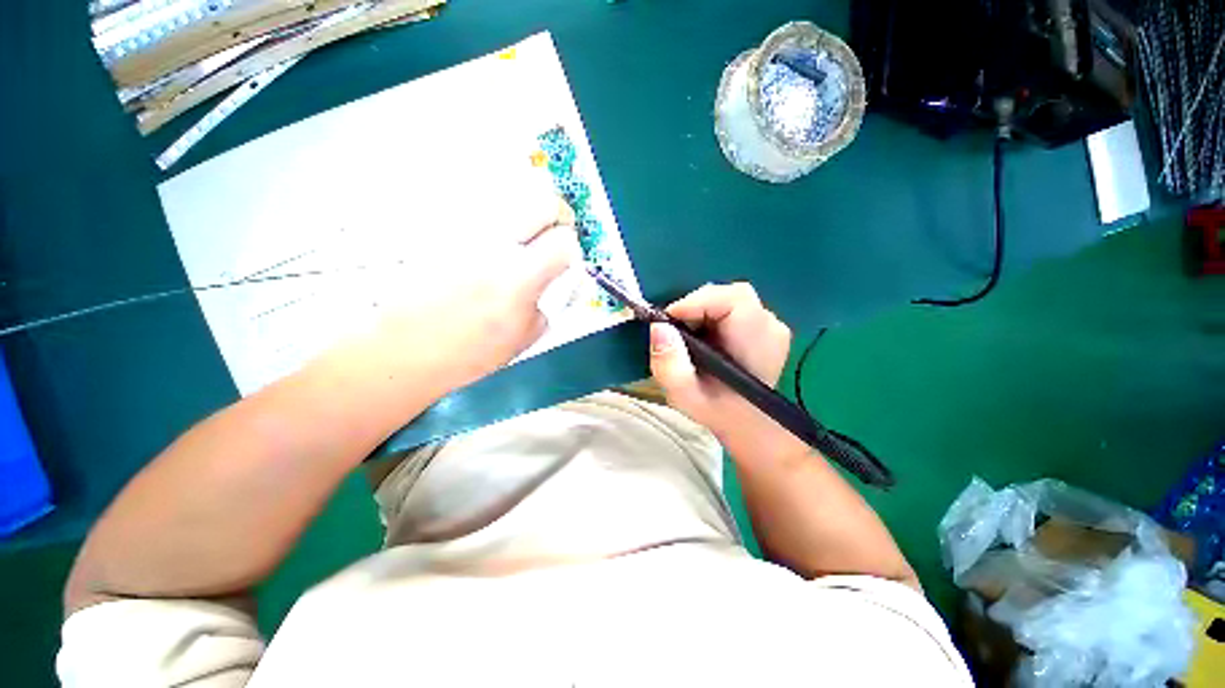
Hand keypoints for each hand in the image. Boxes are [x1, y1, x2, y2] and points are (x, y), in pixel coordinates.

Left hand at [338, 187, 579, 395]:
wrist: (405, 350)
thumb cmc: (469, 353)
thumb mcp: (526, 337)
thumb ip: (550, 302)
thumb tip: (560, 279)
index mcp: (519, 278)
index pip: (565, 242)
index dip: (572, 250)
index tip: (565, 260)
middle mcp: (493, 245)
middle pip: (542, 201)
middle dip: (557, 215)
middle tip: (553, 233)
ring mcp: (464, 232)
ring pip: (511, 198)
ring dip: (525, 215)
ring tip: (520, 239)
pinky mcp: (440, 229)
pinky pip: (478, 208)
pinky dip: (494, 220)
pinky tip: (487, 245)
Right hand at [648, 283, 791, 430]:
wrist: (746, 422)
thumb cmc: (716, 410)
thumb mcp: (684, 395)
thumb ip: (669, 365)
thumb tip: (659, 326)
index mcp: (756, 344)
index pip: (729, 301)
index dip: (694, 303)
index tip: (667, 321)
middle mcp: (771, 327)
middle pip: (730, 294)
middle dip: (696, 306)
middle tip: (675, 329)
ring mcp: (772, 324)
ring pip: (731, 297)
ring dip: (704, 309)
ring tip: (689, 334)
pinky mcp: (766, 325)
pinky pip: (735, 305)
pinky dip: (713, 313)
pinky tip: (706, 335)